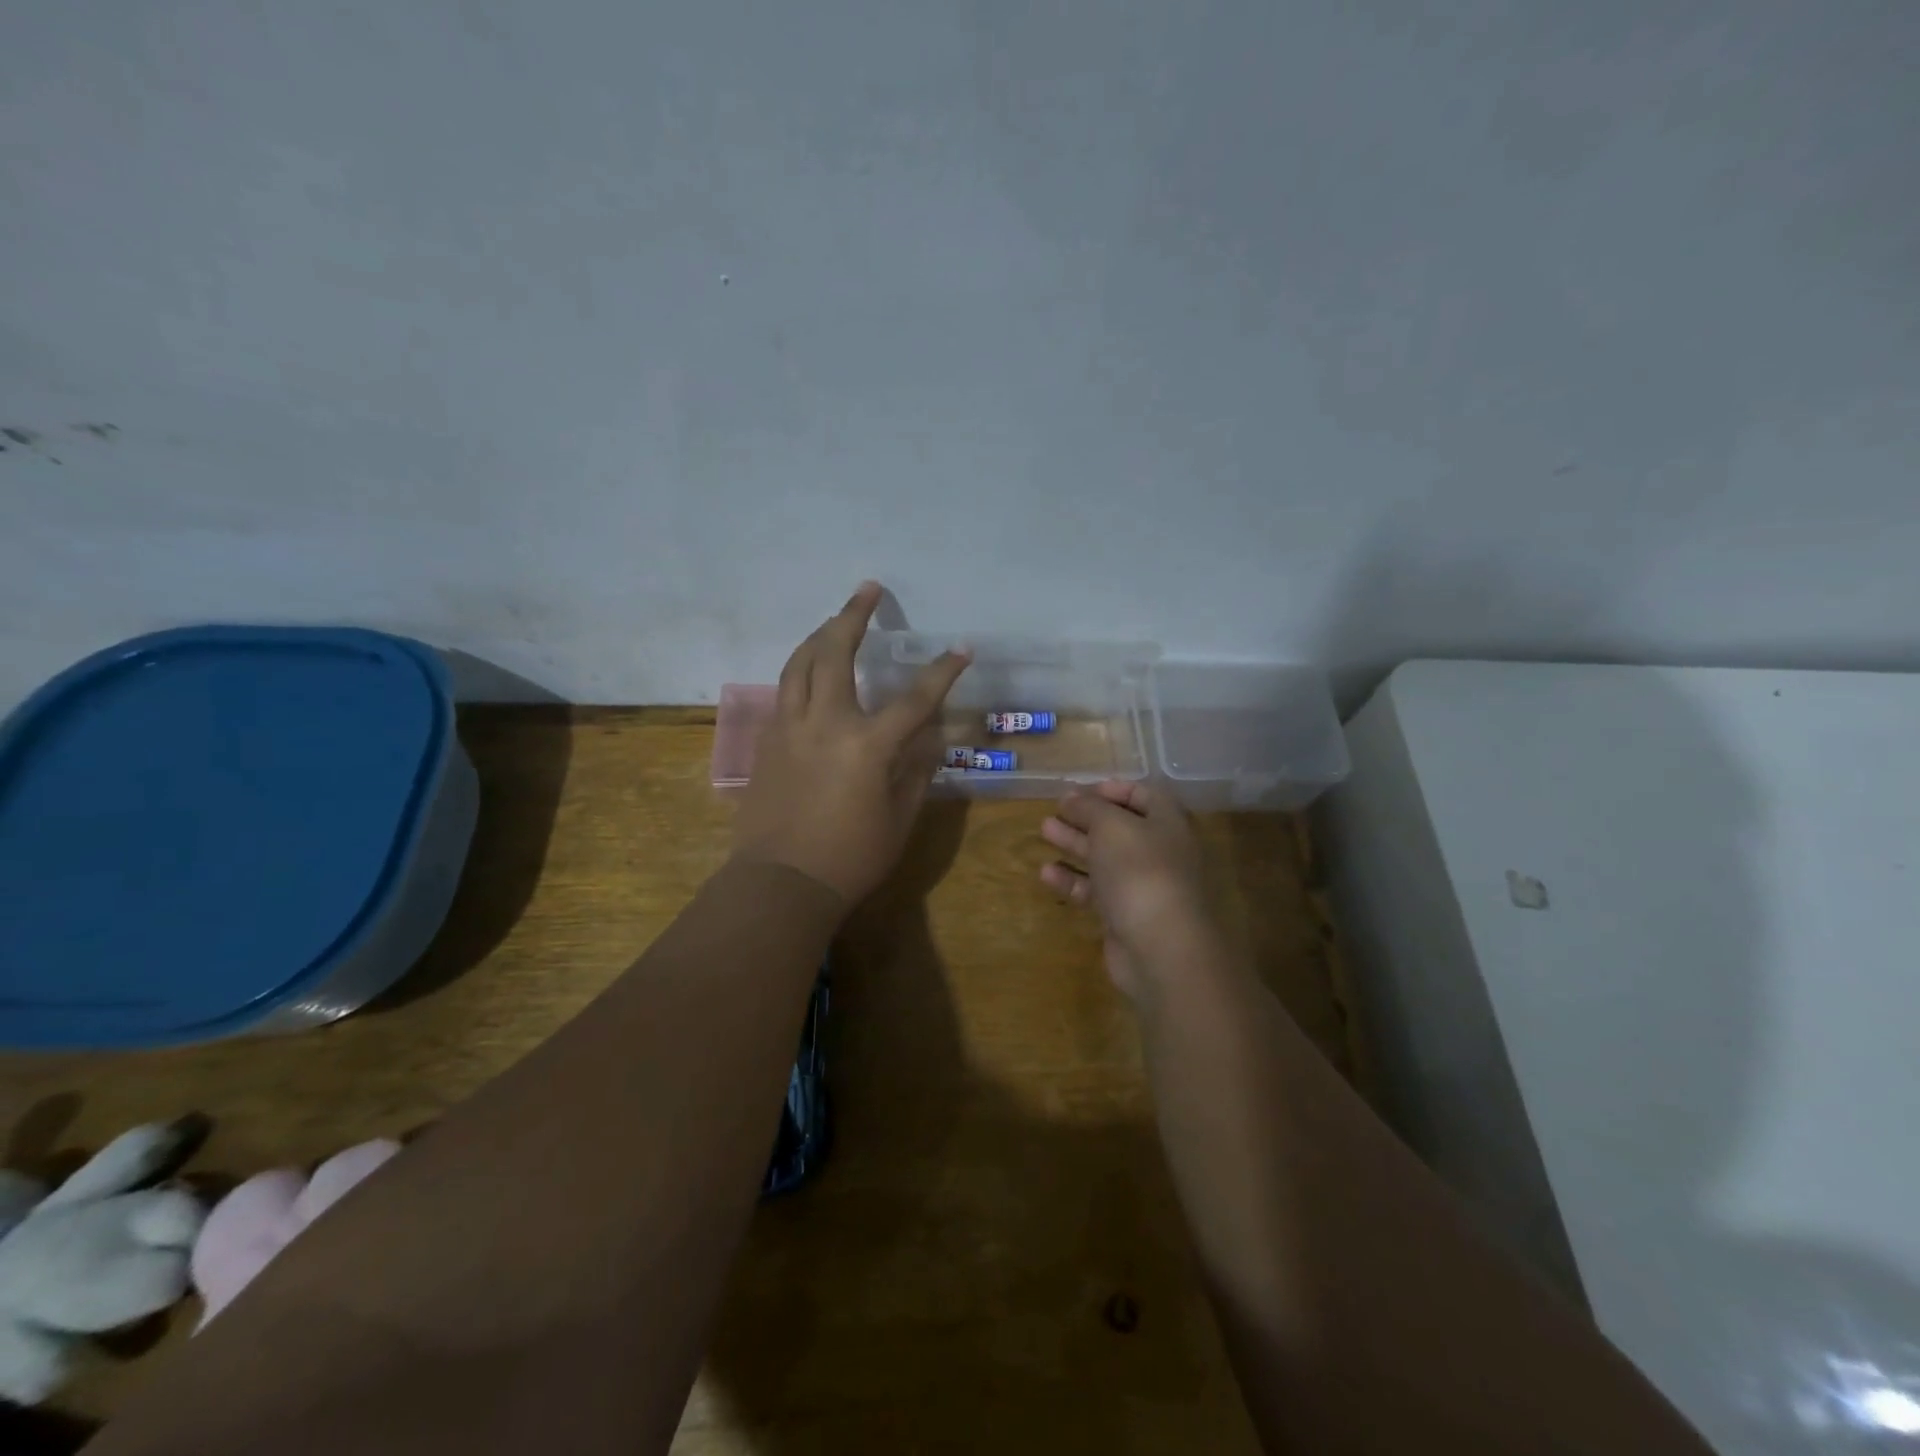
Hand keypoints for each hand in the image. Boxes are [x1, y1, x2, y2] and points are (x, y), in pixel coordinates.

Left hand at [734, 582, 970, 905]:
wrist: (781, 882)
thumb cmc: (850, 857)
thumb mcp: (899, 819)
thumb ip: (916, 771)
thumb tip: (929, 738)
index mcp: (866, 745)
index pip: (914, 698)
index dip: (941, 672)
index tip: (960, 649)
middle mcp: (824, 723)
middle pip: (835, 653)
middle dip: (854, 616)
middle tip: (868, 590)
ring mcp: (789, 728)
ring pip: (799, 663)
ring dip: (819, 633)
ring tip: (834, 618)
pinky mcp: (767, 740)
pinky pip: (785, 690)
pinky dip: (801, 668)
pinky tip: (810, 669)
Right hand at [1040, 780, 1221, 1005]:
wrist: (1161, 948)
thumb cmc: (1140, 871)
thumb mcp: (1111, 826)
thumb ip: (1089, 807)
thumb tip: (1072, 797)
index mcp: (1168, 823)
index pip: (1143, 794)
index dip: (1112, 789)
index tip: (1079, 790)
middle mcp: (1160, 851)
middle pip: (1120, 827)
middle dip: (1086, 817)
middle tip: (1055, 810)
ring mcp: (1143, 886)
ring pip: (1105, 858)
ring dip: (1075, 843)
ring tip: (1044, 831)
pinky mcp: (1125, 916)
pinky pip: (1097, 891)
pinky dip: (1073, 880)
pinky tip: (1047, 873)